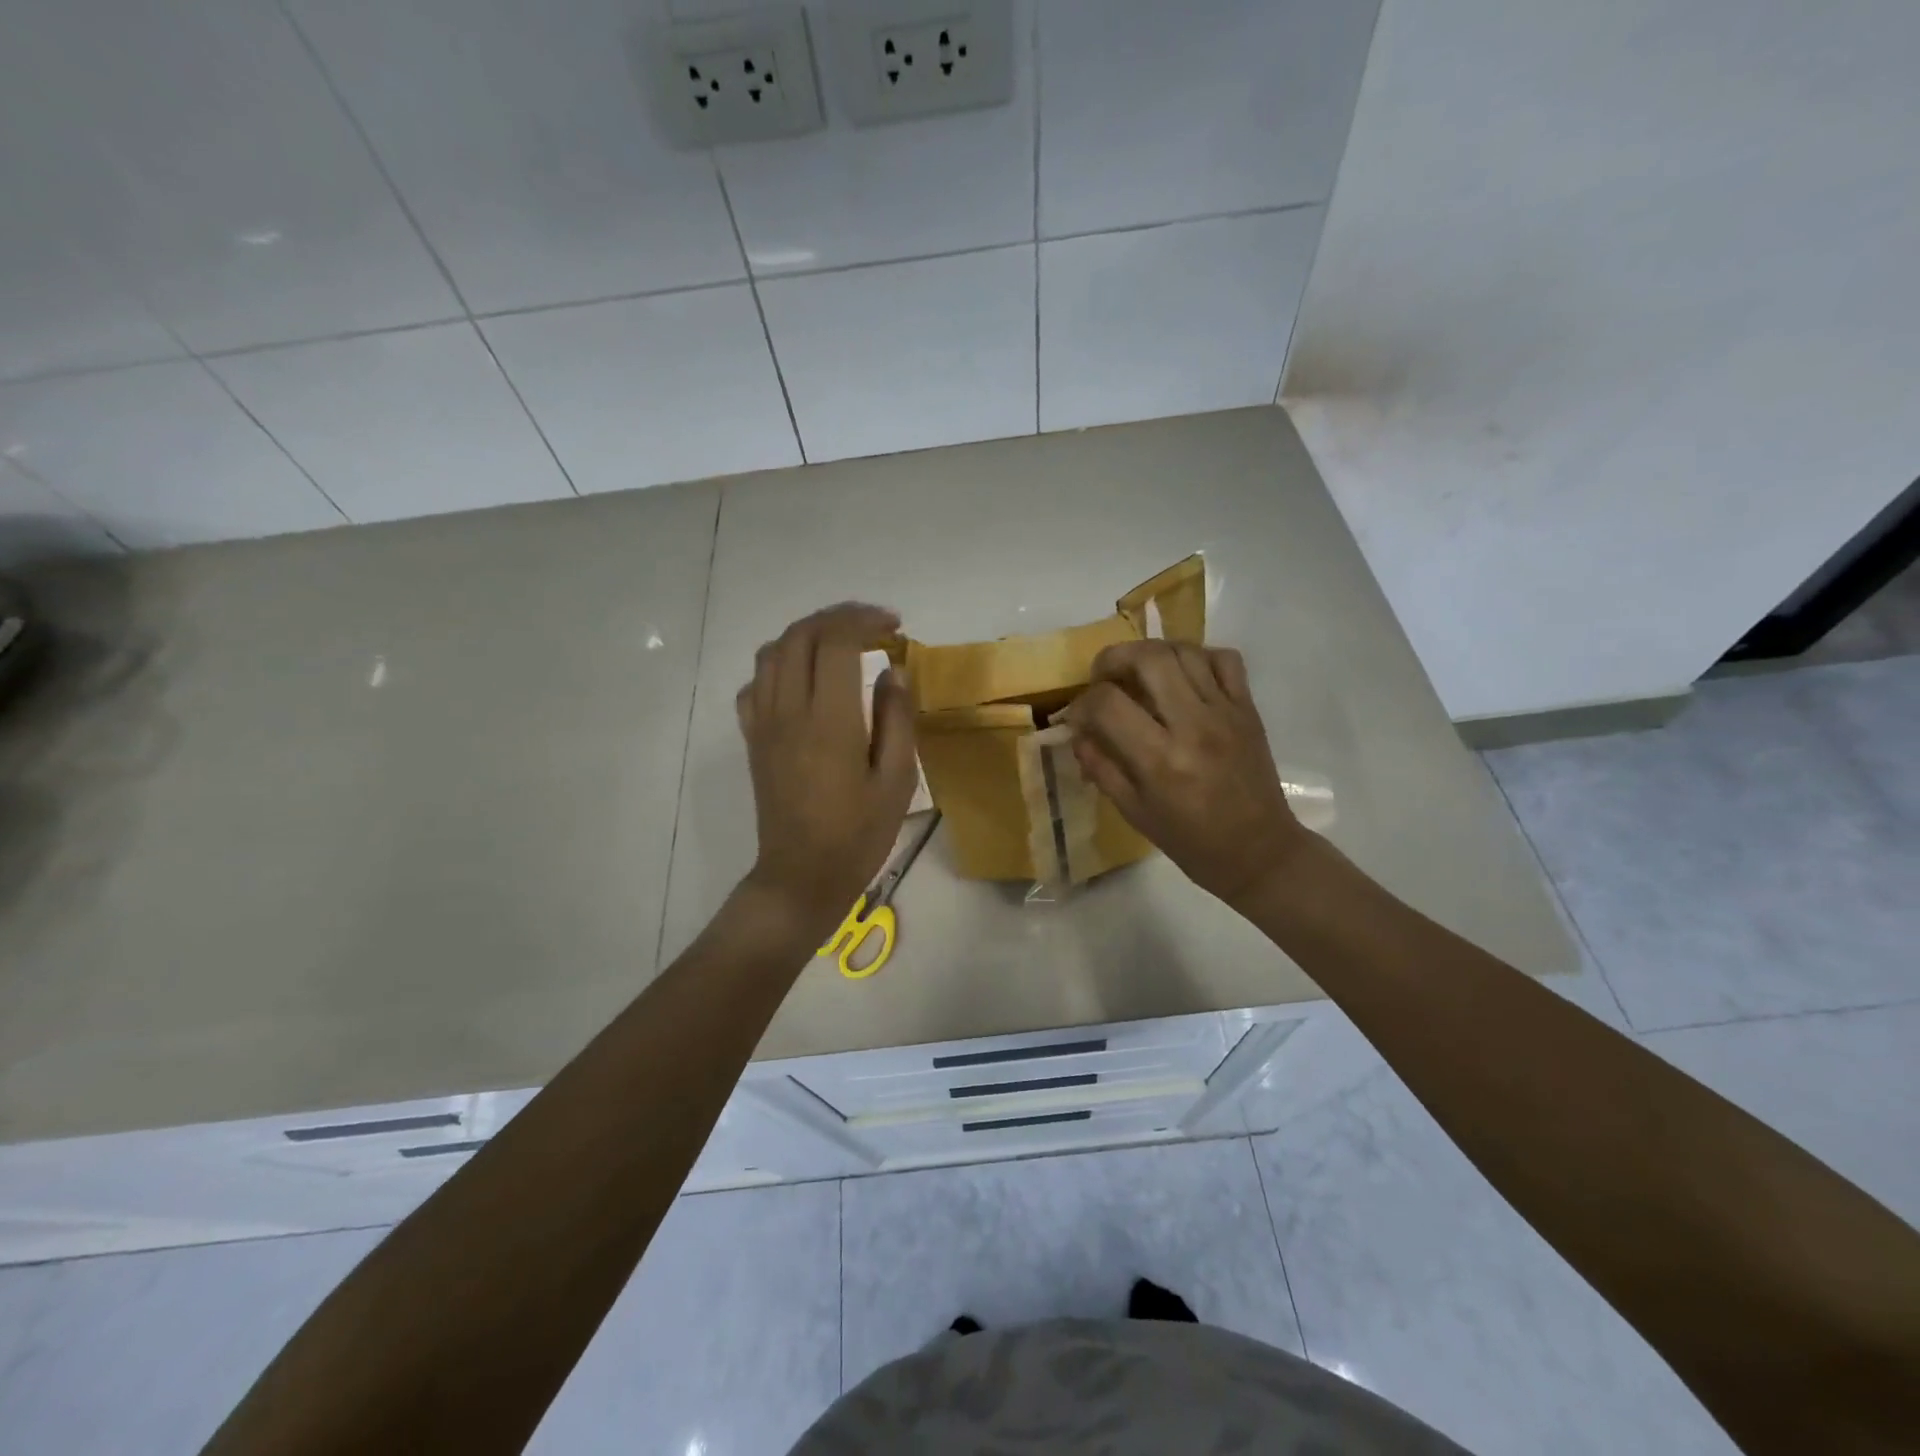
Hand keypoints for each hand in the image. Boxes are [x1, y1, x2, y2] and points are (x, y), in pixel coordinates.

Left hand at [736, 603, 917, 938]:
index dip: (864, 620)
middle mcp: (789, 711)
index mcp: (829, 721)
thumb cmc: (857, 835)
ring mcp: (764, 723)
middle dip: (838, 617)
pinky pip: (756, 683)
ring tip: (840, 643)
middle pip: (801, 635)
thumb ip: (896, 720)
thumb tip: (893, 671)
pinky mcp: (752, 738)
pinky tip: (803, 679)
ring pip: (772, 651)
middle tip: (873, 626)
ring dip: (807, 634)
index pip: (836, 642)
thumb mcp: (896, 782)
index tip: (894, 626)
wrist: (800, 876)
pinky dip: (779, 664)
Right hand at [1070, 640, 1309, 908]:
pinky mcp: (1248, 708)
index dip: (1082, 703)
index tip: (1079, 718)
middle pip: (1148, 658)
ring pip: (1184, 650)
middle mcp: (1193, 725)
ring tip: (1139, 673)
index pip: (1107, 703)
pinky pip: (1224, 659)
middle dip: (1113, 658)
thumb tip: (1079, 733)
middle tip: (1104, 677)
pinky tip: (1182, 676)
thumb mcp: (1133, 812)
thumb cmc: (1190, 841)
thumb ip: (1101, 767)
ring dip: (1151, 653)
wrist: (1259, 851)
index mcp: (1159, 759)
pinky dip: (1197, 656)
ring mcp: (1225, 712)